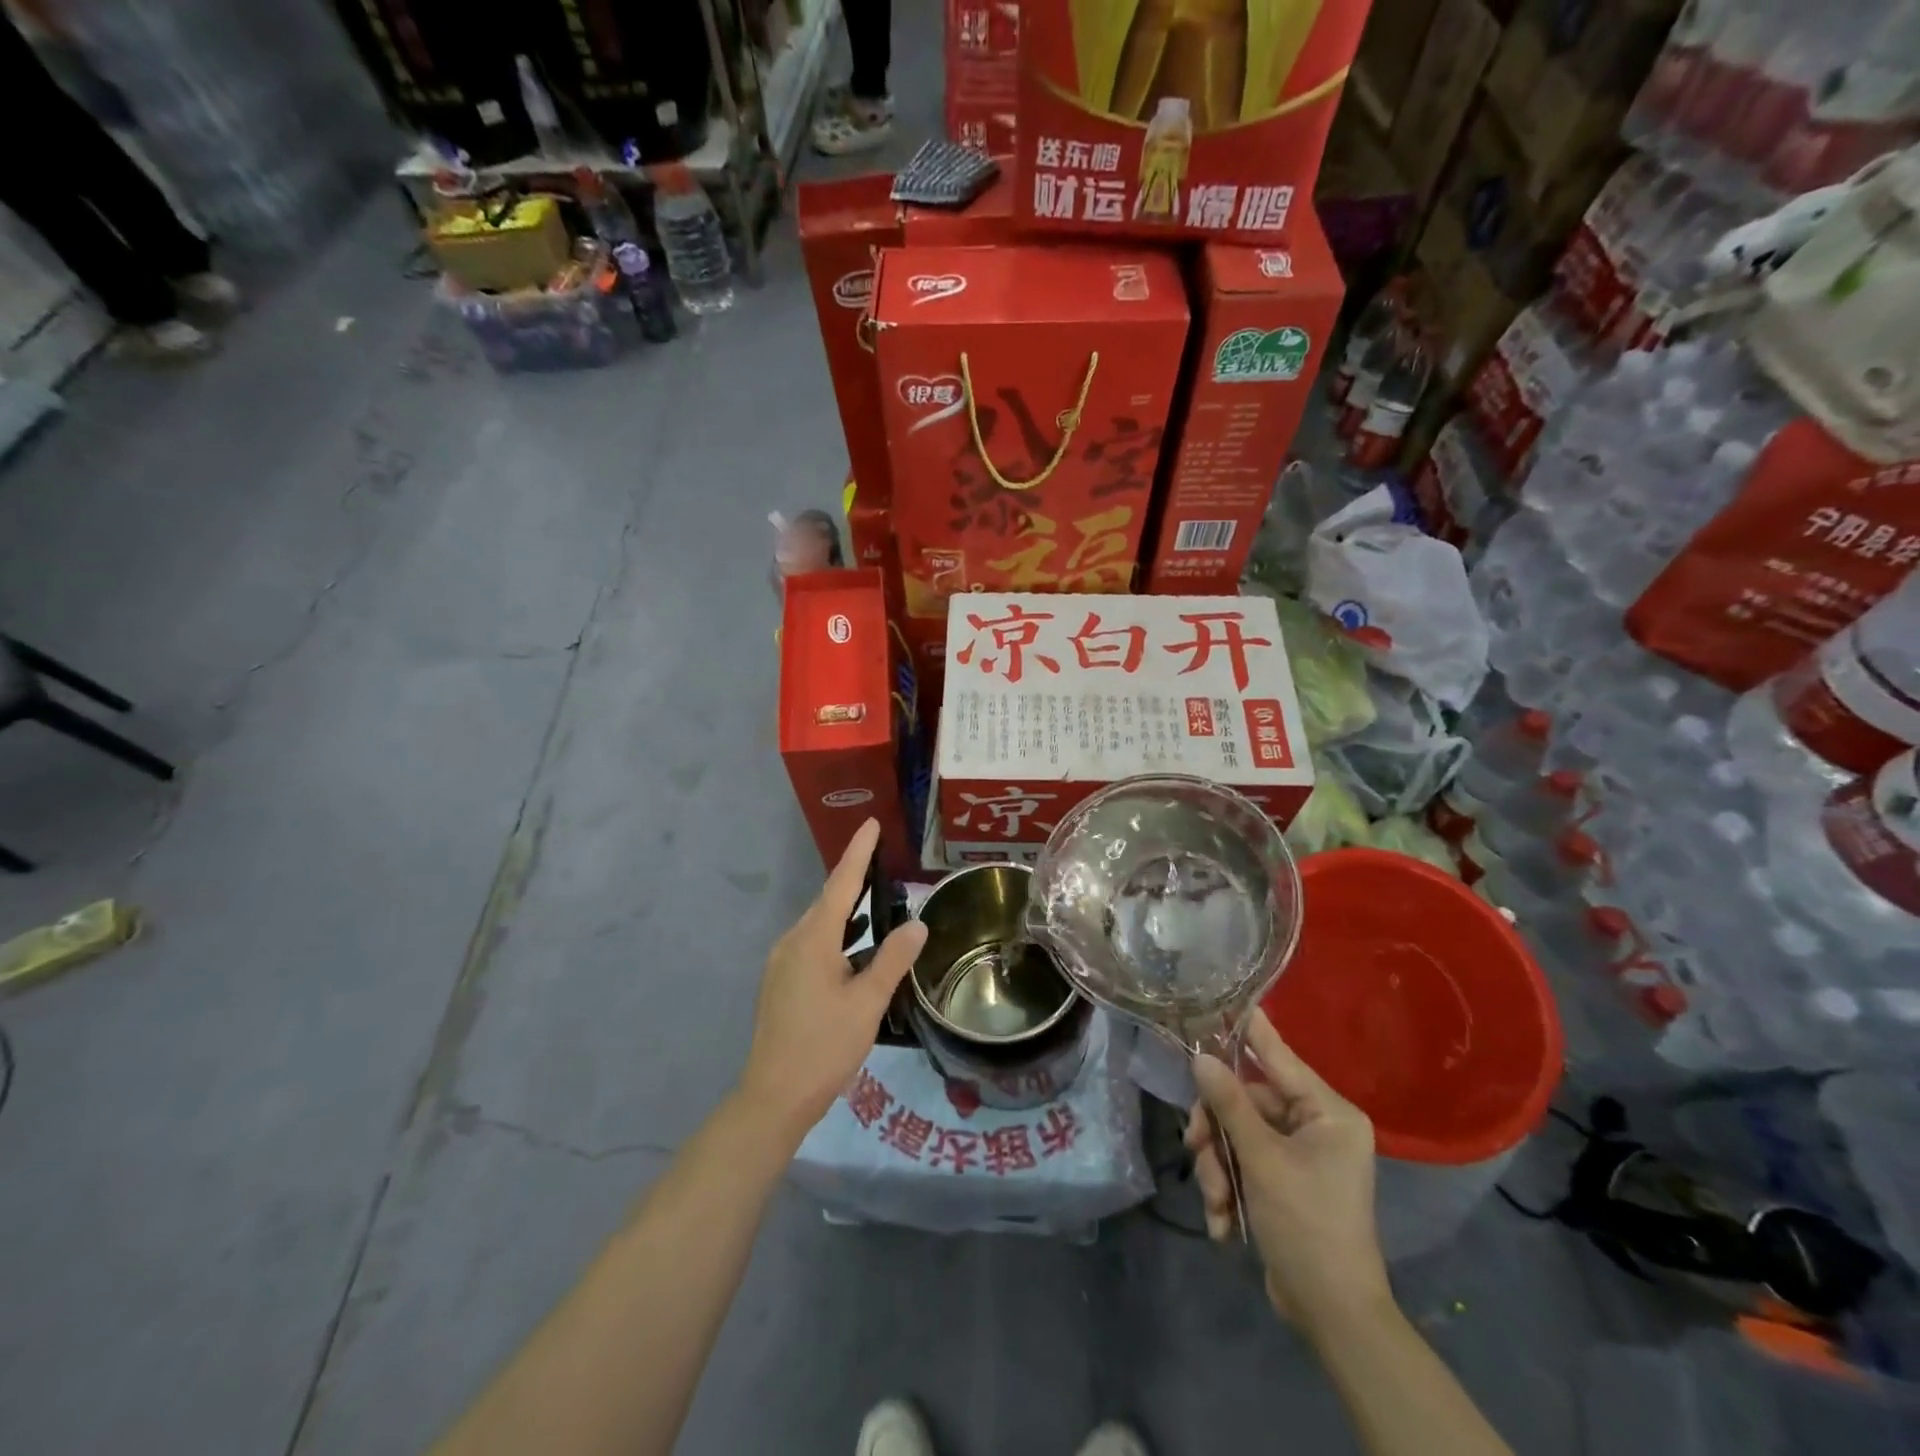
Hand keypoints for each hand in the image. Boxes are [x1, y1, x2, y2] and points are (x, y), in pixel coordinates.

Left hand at [738, 819, 926, 1141]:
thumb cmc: (824, 1047)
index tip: (871, 823)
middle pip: (828, 901)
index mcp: (813, 940)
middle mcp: (792, 942)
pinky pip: (813, 944)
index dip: (858, 852)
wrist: (773, 1096)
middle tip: (883, 860)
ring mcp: (782, 962)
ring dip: (847, 911)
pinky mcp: (781, 982)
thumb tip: (917, 925)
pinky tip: (855, 949)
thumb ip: (893, 960)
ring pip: (820, 925)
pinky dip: (837, 937)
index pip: (841, 884)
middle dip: (855, 879)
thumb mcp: (867, 1003)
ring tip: (877, 902)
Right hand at [1187, 1010, 1391, 1334]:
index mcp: (1327, 1112)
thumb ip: (1229, 1104)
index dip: (1248, 1029)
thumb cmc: (1307, 1226)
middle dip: (1217, 1133)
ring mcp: (1300, 1155)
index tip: (1220, 998)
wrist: (1333, 1316)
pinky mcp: (1284, 1182)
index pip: (1278, 1055)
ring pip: (1238, 1136)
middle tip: (1196, 1151)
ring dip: (1218, 1168)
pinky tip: (1224, 1223)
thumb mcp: (1262, 1160)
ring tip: (1216, 1203)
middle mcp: (1317, 1125)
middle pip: (1246, 1102)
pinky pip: (1244, 1165)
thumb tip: (1200, 1056)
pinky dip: (1229, 1190)